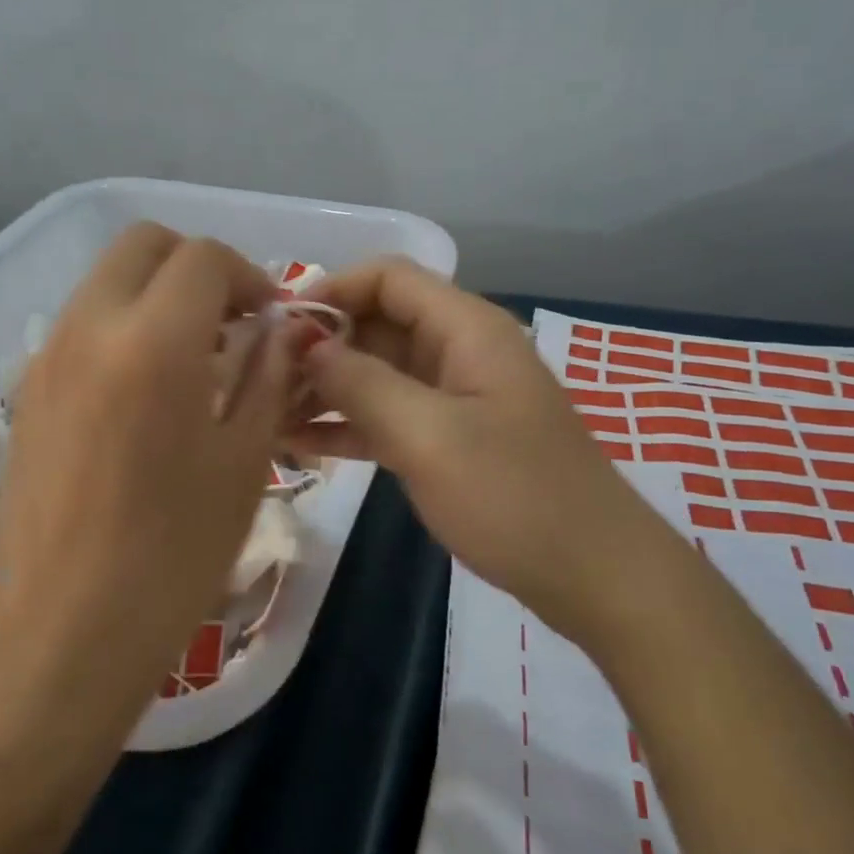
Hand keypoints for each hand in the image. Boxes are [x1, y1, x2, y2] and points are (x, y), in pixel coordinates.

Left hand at [0, 223, 291, 714]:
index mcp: (152, 340)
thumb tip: (280, 331)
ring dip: (157, 296)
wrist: (61, 637)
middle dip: (196, 267)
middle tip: (233, 325)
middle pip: (142, 246)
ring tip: (196, 361)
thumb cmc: (173, 556)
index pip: (204, 258)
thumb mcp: (244, 462)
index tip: (272, 321)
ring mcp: (47, 358)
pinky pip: (82, 327)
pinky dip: (122, 328)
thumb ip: (267, 377)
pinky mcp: (26, 393)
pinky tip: (148, 396)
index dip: (249, 277)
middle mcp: (88, 328)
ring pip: (106, 282)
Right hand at [288, 258, 642, 621]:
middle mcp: (458, 351)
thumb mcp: (429, 435)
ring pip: (377, 374)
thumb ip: (362, 384)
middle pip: (377, 324)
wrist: (592, 575)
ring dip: (325, 389)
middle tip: (260, 380)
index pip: (388, 278)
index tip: (279, 327)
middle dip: (320, 346)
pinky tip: (297, 444)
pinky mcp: (447, 441)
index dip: (331, 291)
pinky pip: (387, 418)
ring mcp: (453, 399)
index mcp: (466, 329)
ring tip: (267, 415)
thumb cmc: (514, 496)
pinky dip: (347, 426)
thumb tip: (304, 344)